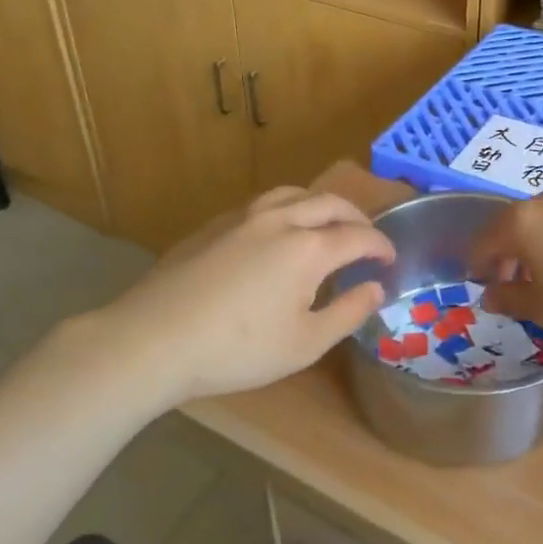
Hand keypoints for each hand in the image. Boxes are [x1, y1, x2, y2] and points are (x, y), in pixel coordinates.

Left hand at [43, 187, 393, 414]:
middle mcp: (281, 220)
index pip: (359, 236)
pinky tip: (277, 234)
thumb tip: (376, 288)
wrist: (153, 340)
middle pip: (329, 203)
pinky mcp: (214, 226)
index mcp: (308, 248)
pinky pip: (263, 204)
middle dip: (356, 217)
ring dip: (320, 205)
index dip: (380, 245)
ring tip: (326, 224)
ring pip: (293, 194)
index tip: (390, 259)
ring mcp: (243, 218)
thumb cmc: (237, 349)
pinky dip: (287, 209)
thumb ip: (348, 312)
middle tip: (367, 238)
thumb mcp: (304, 344)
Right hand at [469, 185, 542, 342]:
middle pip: (512, 225)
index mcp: (522, 222)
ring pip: (542, 220)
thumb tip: (491, 295)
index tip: (482, 286)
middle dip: (506, 254)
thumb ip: (511, 299)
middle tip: (512, 285)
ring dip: (535, 245)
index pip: (484, 240)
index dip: (478, 264)